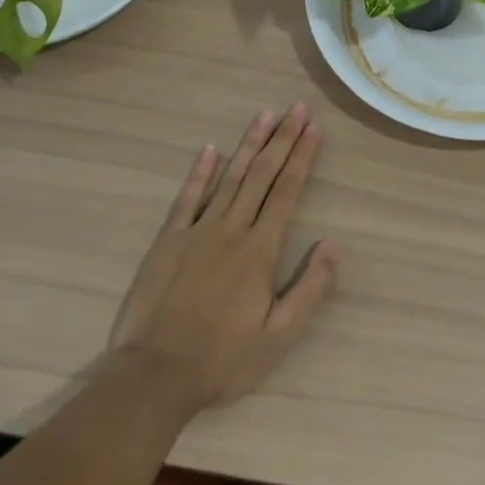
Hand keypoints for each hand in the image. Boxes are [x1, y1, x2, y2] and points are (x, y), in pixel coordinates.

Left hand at [107, 103, 338, 408]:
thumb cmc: (221, 360)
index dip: (302, 156)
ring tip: (265, 114)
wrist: (152, 377)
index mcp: (260, 250)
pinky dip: (200, 171)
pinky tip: (211, 149)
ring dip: (249, 143)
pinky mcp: (168, 241)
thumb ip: (309, 289)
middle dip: (282, 138)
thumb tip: (333, 245)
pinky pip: (187, 198)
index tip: (314, 127)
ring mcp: (197, 231)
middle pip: (262, 174)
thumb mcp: (278, 337)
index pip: (287, 191)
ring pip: (229, 177)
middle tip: (297, 107)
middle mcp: (232, 229)